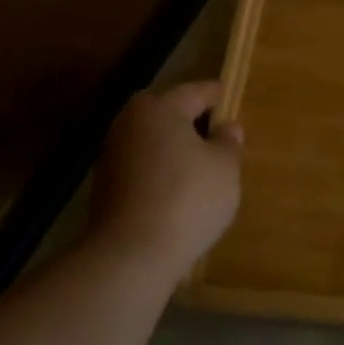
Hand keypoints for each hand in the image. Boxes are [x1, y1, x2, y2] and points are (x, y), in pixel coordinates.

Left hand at [86, 81, 243, 275]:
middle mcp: (130, 121)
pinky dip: (162, 172)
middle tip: (223, 140)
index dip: (221, 98)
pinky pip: (144, 167)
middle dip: (196, 123)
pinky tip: (180, 192)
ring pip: (155, 141)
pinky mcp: (106, 185)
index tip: (237, 105)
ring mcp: (112, 153)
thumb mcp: (225, 168)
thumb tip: (226, 127)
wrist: (132, 253)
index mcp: (159, 107)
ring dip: (178, 149)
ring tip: (204, 169)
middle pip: (171, 113)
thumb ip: (229, 141)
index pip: (198, 91)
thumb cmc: (188, 198)